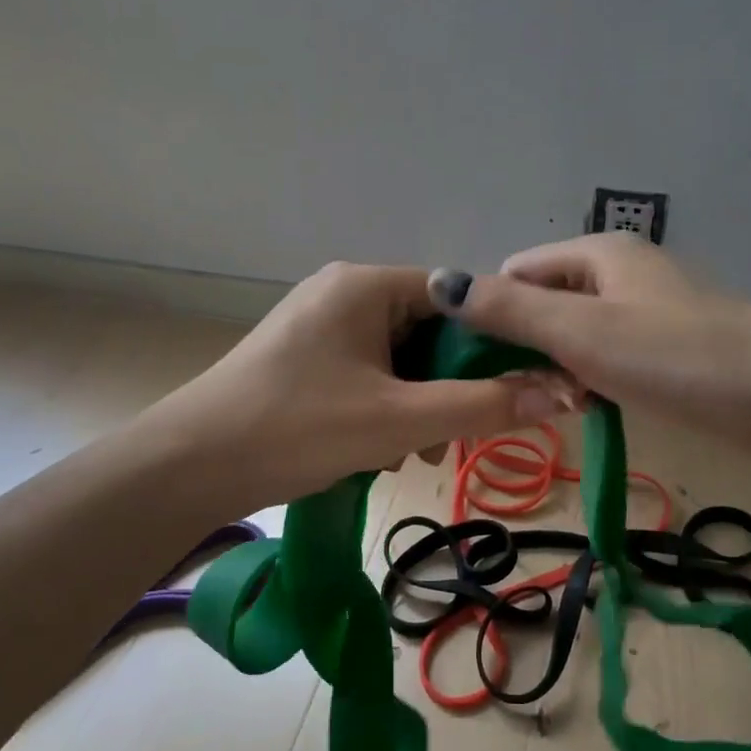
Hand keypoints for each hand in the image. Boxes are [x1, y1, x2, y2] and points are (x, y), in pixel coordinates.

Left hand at [140, 262, 566, 514]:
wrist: (190, 466)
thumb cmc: (297, 429)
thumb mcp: (398, 420)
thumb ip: (481, 406)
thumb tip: (560, 395)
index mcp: (366, 285)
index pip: (457, 297)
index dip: (492, 343)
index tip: (514, 391)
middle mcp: (344, 291)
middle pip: (428, 330)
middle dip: (446, 386)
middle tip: (450, 438)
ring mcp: (320, 324)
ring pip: (398, 358)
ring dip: (416, 404)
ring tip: (408, 454)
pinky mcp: (304, 357)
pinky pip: (367, 372)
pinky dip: (383, 407)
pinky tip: (376, 450)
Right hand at [438, 234, 750, 465]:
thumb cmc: (675, 357)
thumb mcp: (582, 332)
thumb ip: (509, 309)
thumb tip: (438, 281)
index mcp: (597, 253)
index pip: (515, 273)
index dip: (490, 314)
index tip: (486, 367)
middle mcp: (619, 272)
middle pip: (544, 304)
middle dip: (528, 349)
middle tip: (535, 396)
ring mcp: (646, 309)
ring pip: (574, 336)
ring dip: (560, 372)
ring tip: (573, 407)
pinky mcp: (666, 346)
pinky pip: (607, 357)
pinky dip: (593, 381)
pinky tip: (599, 408)